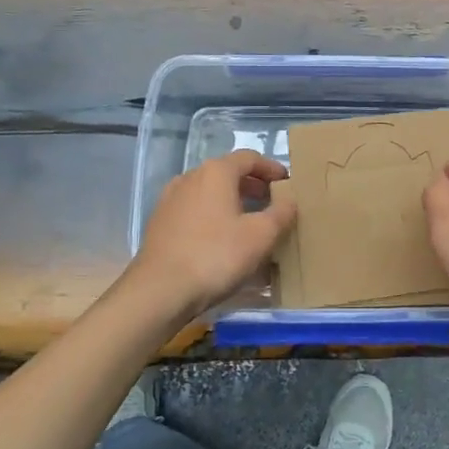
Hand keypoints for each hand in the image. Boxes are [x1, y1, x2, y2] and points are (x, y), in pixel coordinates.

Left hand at [126, 152, 296, 321]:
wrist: (159, 290)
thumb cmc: (216, 256)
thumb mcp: (261, 236)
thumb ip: (281, 213)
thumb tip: (289, 200)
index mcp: (216, 172)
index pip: (249, 158)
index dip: (271, 168)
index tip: (287, 182)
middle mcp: (190, 177)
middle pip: (227, 173)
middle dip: (252, 186)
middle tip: (272, 203)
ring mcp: (171, 199)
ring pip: (209, 192)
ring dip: (232, 202)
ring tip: (248, 222)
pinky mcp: (160, 222)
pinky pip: (194, 210)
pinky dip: (213, 216)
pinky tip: (221, 239)